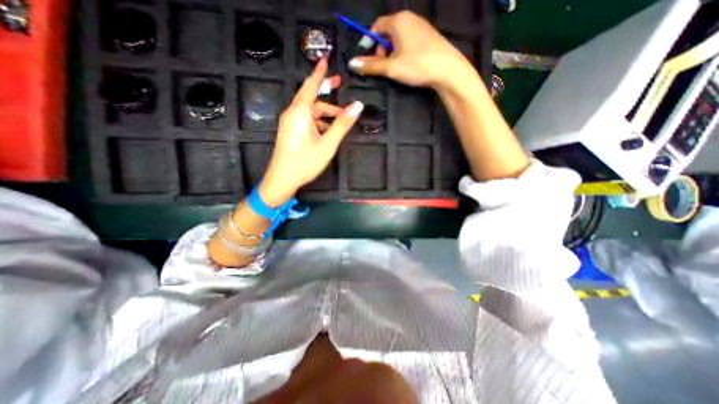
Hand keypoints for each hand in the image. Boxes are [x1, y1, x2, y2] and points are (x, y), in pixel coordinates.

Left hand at [259, 59, 362, 208]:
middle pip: (311, 97)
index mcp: (300, 112)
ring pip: (310, 111)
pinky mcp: (291, 132)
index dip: (319, 73)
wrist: (282, 179)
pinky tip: (328, 131)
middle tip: (339, 83)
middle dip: (325, 91)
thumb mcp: (328, 144)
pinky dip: (318, 121)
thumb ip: (342, 124)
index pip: (311, 86)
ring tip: (341, 118)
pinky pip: (306, 120)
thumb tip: (358, 105)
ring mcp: (290, 123)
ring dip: (325, 113)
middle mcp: (293, 113)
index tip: (325, 59)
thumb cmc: (305, 162)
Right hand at [348, 9, 473, 89]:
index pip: (377, 26)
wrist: (448, 70)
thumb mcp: (391, 67)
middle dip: (381, 49)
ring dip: (392, 53)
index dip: (370, 42)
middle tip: (383, 67)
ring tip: (395, 68)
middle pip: (388, 32)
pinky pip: (409, 41)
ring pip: (399, 38)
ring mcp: (421, 26)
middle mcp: (410, 18)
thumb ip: (371, 65)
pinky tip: (407, 65)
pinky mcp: (429, 36)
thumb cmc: (417, 65)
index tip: (368, 59)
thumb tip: (352, 63)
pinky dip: (403, 52)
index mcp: (398, 21)